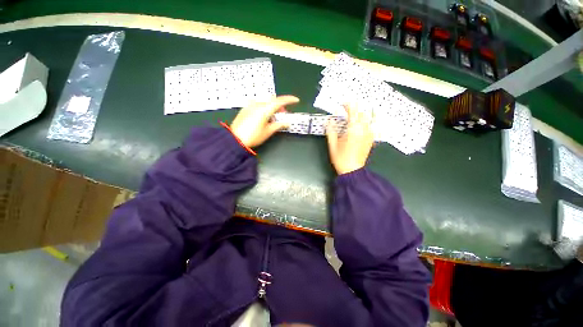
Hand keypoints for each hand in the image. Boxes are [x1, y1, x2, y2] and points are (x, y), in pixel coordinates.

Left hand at [230, 95, 299, 147]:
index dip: (289, 100)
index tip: (296, 100)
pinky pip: (258, 104)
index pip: (280, 101)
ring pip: (265, 102)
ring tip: (273, 118)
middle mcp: (257, 104)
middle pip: (272, 100)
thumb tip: (287, 123)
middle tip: (283, 115)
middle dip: (280, 105)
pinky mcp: (245, 108)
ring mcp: (250, 105)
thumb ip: (279, 125)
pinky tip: (263, 117)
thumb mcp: (268, 131)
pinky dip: (264, 108)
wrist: (235, 139)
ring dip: (272, 107)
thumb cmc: (253, 136)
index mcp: (264, 109)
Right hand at [326, 105, 373, 174]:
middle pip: (362, 113)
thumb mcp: (333, 145)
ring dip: (362, 114)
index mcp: (353, 130)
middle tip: (347, 109)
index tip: (343, 103)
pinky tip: (365, 122)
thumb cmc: (341, 158)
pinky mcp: (371, 139)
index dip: (348, 105)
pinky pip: (372, 126)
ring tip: (355, 114)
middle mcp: (363, 130)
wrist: (352, 170)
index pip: (353, 112)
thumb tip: (328, 121)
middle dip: (355, 109)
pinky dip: (369, 121)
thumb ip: (331, 131)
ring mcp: (369, 135)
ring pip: (368, 119)